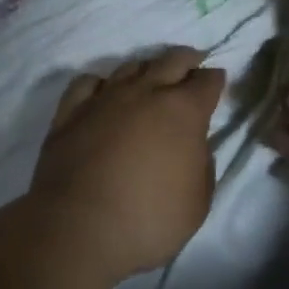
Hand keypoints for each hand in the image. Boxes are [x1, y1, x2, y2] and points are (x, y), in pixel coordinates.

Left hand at [30, 46, 225, 281]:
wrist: (79, 229)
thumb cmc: (149, 219)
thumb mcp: (198, 202)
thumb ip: (202, 165)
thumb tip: (194, 146)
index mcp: (183, 111)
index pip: (207, 81)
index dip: (215, 80)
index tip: (217, 81)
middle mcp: (146, 93)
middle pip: (172, 60)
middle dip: (187, 59)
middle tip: (193, 63)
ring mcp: (105, 98)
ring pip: (131, 66)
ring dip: (147, 68)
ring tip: (150, 78)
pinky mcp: (71, 112)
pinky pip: (87, 83)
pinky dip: (101, 83)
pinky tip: (104, 91)